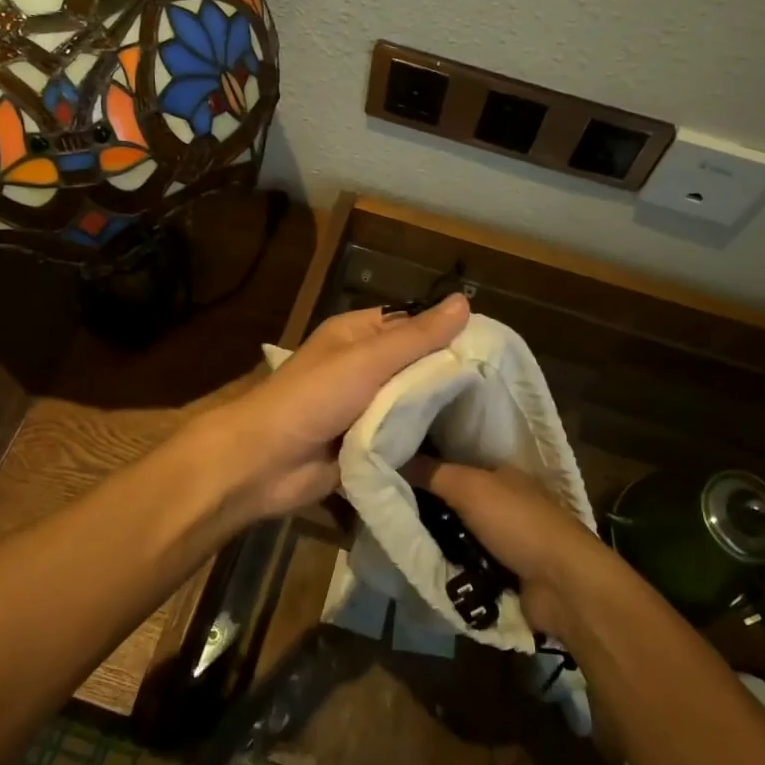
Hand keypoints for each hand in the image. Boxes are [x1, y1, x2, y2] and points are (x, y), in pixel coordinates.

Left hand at [211, 294, 471, 521]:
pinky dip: (422, 440)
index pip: (411, 324)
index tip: (492, 347)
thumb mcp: (368, 359)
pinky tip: (461, 445)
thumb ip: (416, 336)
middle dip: (447, 376)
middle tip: (499, 389)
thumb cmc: (313, 397)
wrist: (265, 462)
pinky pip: (402, 436)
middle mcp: (363, 367)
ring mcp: (364, 407)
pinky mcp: (366, 444)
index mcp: (357, 335)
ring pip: (411, 403)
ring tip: (490, 417)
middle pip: (415, 365)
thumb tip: (464, 301)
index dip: (447, 332)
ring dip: (437, 411)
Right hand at [401, 457, 608, 634]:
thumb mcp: (470, 487)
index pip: (456, 466)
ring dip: (437, 541)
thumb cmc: (518, 523)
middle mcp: (504, 503)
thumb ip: (433, 473)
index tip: (391, 475)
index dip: (426, 469)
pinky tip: (422, 567)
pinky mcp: (505, 575)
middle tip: (388, 513)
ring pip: (458, 535)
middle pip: (455, 502)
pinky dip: (451, 567)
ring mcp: (506, 541)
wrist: (563, 585)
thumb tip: (394, 457)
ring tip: (397, 541)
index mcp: (501, 475)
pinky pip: (466, 566)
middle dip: (428, 509)